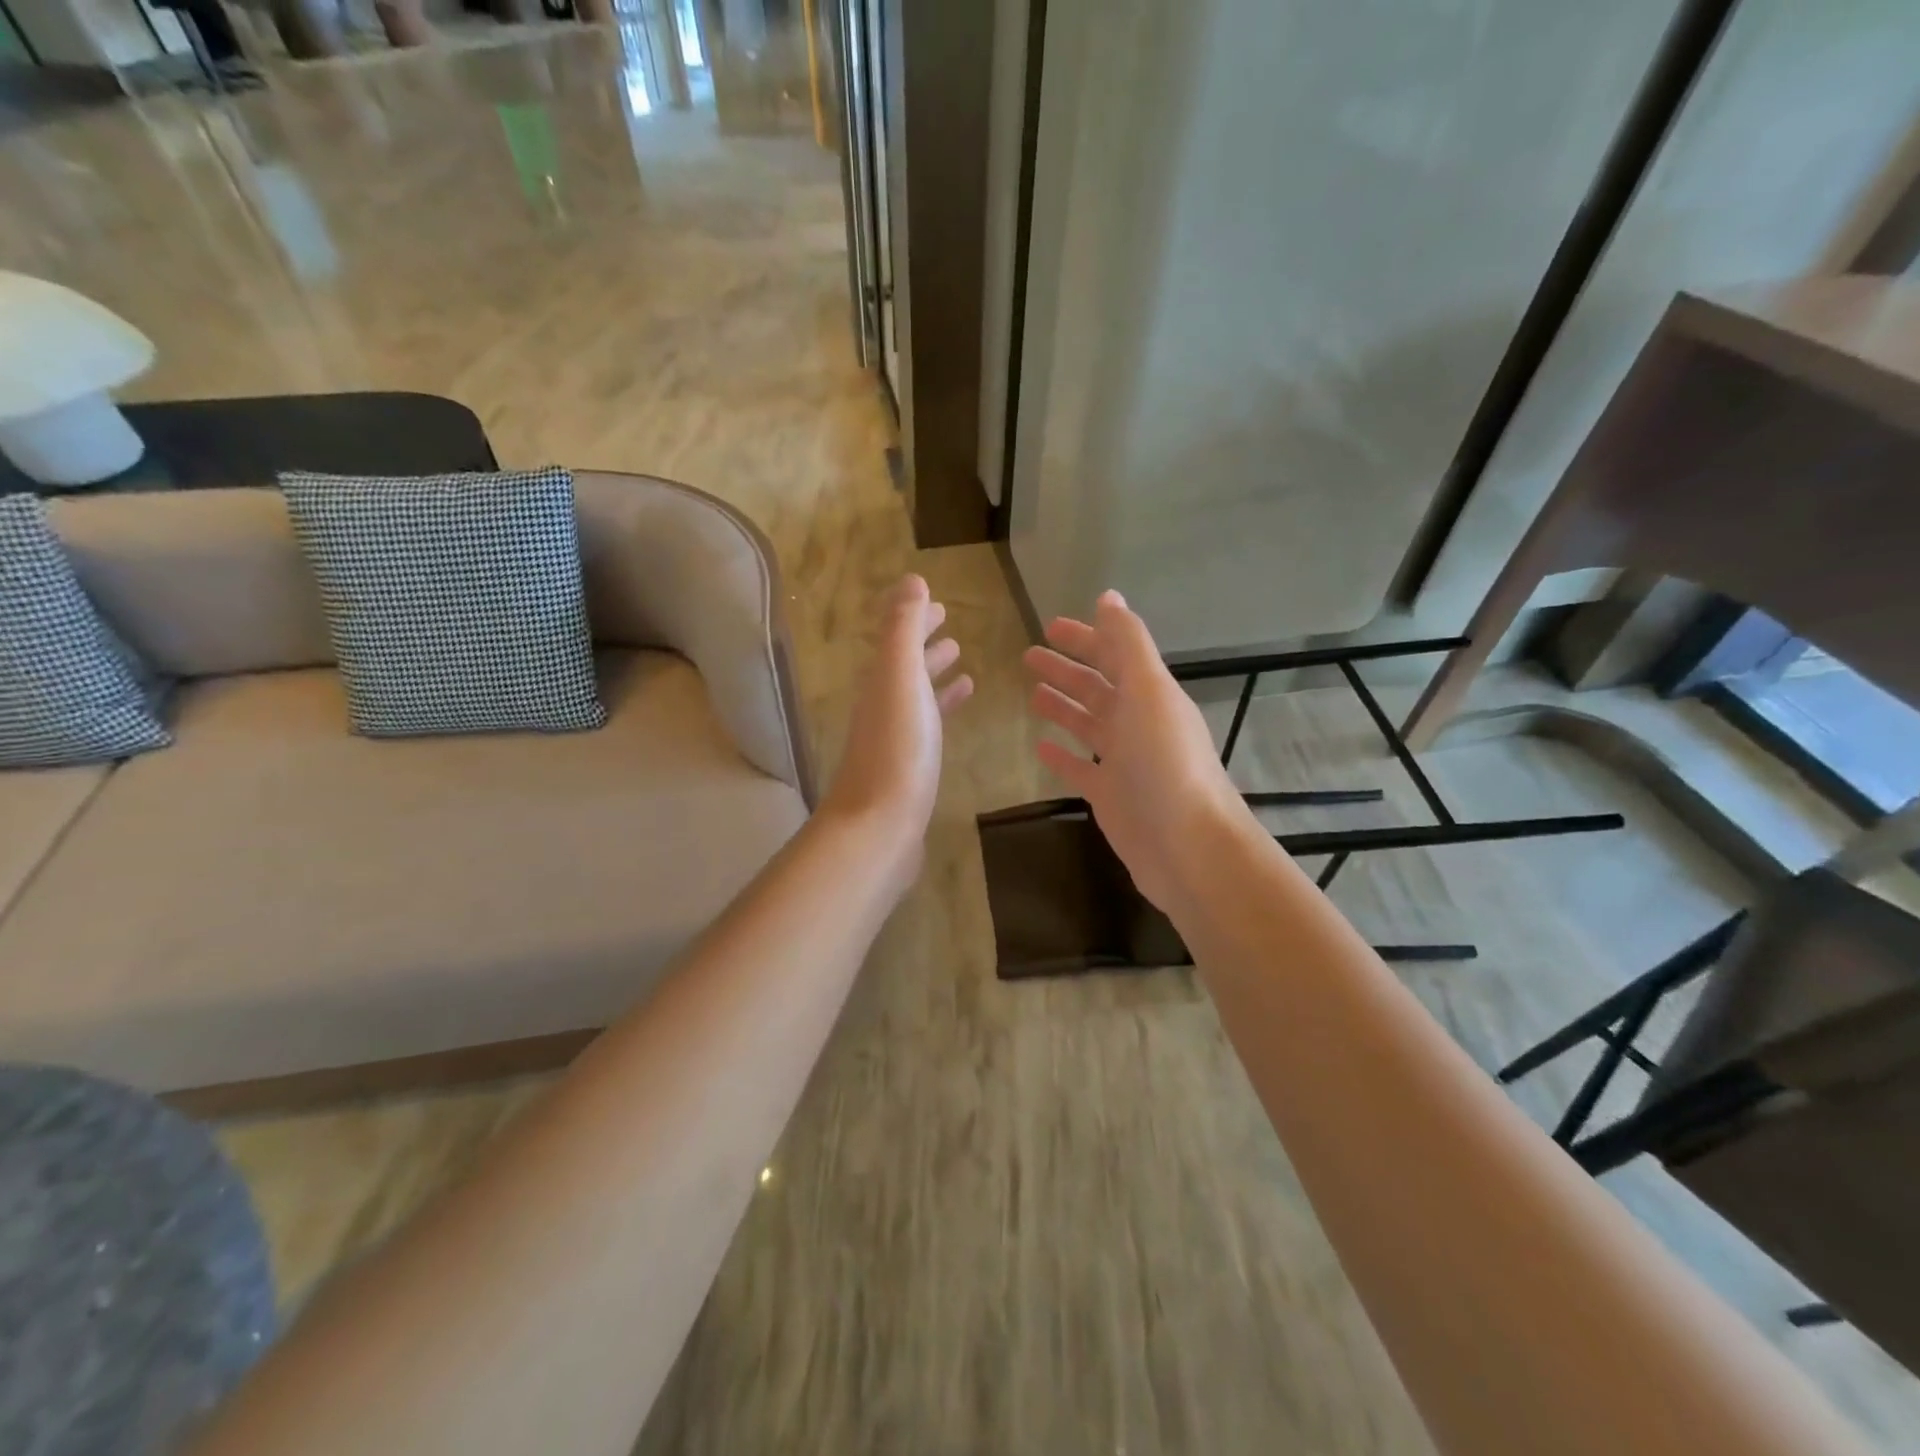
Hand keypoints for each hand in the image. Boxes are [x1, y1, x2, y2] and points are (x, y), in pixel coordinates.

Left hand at [820, 575, 972, 884]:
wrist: (879, 827)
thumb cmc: (897, 750)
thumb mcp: (900, 679)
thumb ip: (904, 629)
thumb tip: (911, 579)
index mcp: (881, 682)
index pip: (897, 640)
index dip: (916, 620)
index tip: (939, 606)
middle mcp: (883, 706)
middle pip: (904, 667)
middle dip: (925, 646)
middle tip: (951, 631)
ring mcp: (895, 740)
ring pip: (917, 698)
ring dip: (935, 678)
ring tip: (963, 667)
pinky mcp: (910, 769)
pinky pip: (928, 729)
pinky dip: (942, 714)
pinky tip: (956, 720)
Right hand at [1024, 590, 1248, 910]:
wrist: (1187, 845)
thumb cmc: (1165, 762)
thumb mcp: (1148, 691)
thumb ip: (1127, 644)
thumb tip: (1108, 596)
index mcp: (1149, 694)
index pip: (1114, 655)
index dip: (1085, 638)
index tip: (1050, 626)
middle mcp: (1137, 722)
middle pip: (1096, 688)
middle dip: (1066, 670)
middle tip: (1028, 657)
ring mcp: (1123, 761)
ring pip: (1087, 725)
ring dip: (1062, 707)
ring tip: (1032, 694)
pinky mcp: (1109, 796)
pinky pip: (1080, 768)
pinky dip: (1061, 755)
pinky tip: (1039, 747)